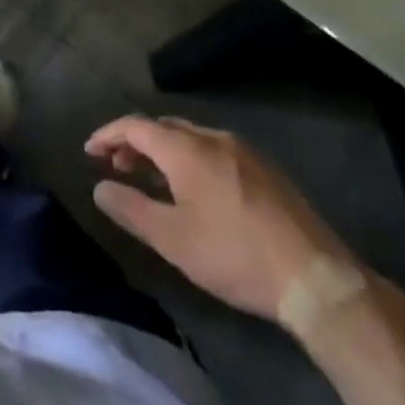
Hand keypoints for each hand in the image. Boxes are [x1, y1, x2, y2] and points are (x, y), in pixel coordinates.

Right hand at [86, 115, 354, 322]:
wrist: (315, 278)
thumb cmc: (235, 256)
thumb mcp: (173, 240)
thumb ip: (131, 209)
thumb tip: (100, 187)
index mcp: (187, 149)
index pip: (136, 125)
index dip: (108, 135)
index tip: (89, 152)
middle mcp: (213, 138)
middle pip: (163, 127)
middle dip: (135, 142)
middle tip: (117, 168)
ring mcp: (244, 151)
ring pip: (190, 137)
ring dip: (163, 151)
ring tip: (151, 179)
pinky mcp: (265, 170)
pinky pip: (214, 150)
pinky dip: (190, 158)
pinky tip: (194, 189)